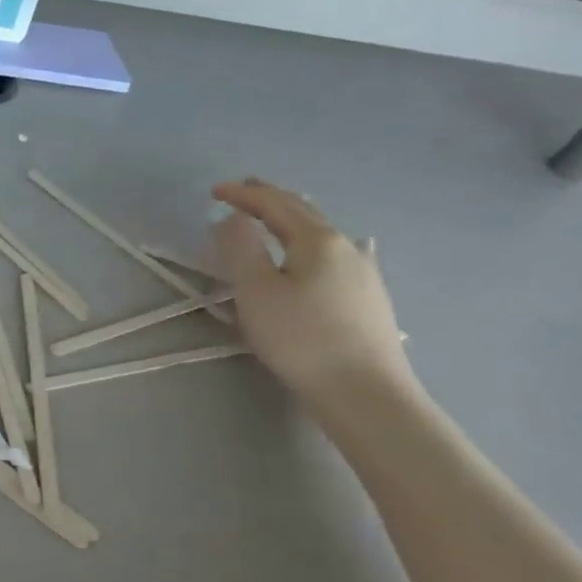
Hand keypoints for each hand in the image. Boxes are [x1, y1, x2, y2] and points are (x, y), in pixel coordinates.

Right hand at [209, 178, 413, 404]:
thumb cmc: (301, 337)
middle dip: (271, 198)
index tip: (214, 190)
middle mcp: (346, 248)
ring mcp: (363, 273)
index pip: (275, 204)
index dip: (244, 194)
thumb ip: (241, 249)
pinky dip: (308, 243)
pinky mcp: (367, 298)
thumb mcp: (256, 291)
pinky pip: (332, 255)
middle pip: (304, 212)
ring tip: (271, 218)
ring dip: (291, 219)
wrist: (365, 392)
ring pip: (320, 233)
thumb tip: (233, 218)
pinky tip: (316, 253)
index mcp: (317, 240)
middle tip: (244, 190)